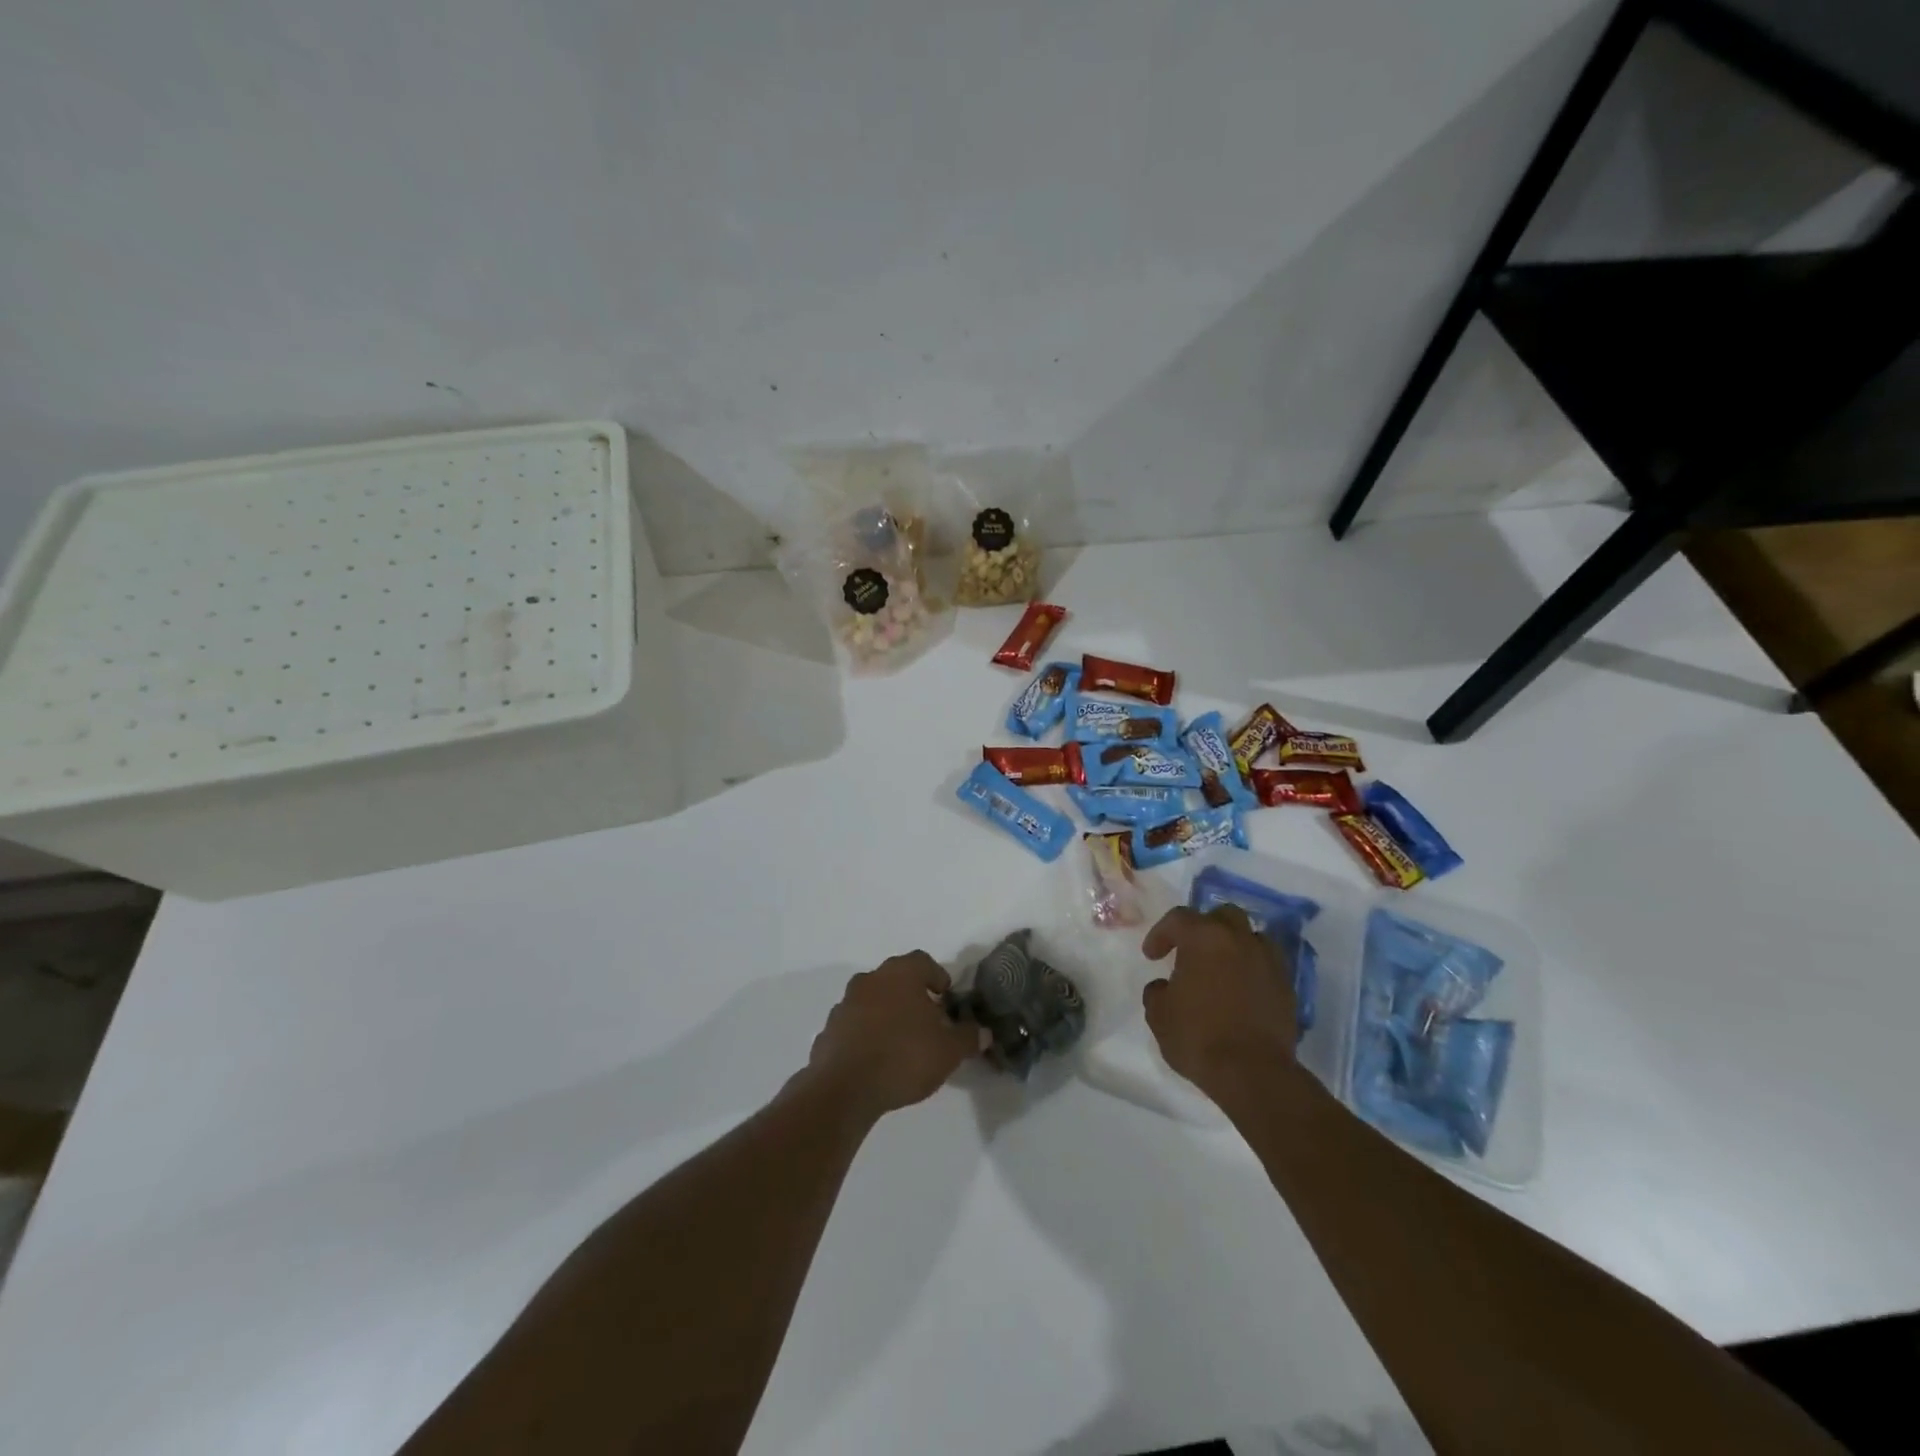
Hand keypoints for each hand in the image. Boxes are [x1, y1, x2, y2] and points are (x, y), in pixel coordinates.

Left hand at [806, 953, 986, 1120]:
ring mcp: (845, 1003)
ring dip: (887, 1014)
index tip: (947, 999)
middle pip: (896, 979)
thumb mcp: (949, 1051)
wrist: (844, 1088)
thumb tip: (982, 1031)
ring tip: (902, 1043)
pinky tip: (876, 1060)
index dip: (937, 977)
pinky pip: (854, 1025)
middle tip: (928, 1022)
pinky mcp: (829, 1030)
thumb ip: (968, 1037)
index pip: (923, 962)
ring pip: (873, 1000)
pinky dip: (866, 1034)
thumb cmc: (904, 1057)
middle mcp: (871, 979)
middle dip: (912, 996)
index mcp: (901, 974)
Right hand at [1141, 905, 1296, 1097]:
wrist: (1253, 1073)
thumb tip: (1164, 987)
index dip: (1161, 934)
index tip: (1152, 957)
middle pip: (1222, 915)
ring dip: (1233, 946)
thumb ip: (1156, 992)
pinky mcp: (1286, 986)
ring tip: (1220, 969)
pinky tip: (1241, 991)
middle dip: (1204, 927)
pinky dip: (1252, 970)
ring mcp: (1268, 961)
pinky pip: (1266, 965)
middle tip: (1190, 951)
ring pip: (1251, 937)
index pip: (1178, 919)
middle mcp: (1239, 940)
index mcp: (1204, 938)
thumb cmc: (1198, 1037)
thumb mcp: (1158, 1015)